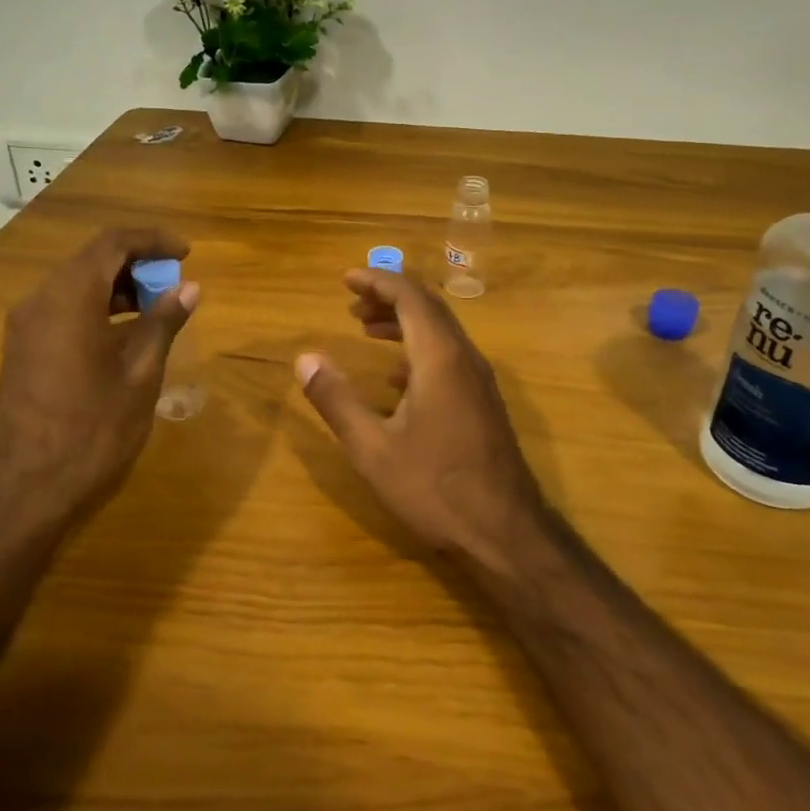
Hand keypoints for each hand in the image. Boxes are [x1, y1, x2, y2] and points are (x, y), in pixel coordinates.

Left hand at [0, 227, 196, 522]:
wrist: (27, 490)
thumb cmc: (93, 430)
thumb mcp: (141, 374)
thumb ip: (163, 323)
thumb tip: (189, 287)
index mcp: (70, 298)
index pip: (113, 244)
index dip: (152, 241)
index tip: (186, 254)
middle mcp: (40, 301)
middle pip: (92, 260)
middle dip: (137, 264)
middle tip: (174, 284)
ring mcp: (25, 327)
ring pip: (76, 285)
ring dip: (117, 287)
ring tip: (157, 309)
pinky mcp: (22, 350)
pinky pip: (63, 310)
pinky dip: (97, 308)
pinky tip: (125, 334)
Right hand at [296, 269, 546, 564]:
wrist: (505, 532)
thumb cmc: (434, 488)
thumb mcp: (372, 448)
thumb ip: (336, 400)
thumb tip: (304, 358)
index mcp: (439, 358)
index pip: (409, 296)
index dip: (377, 281)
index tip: (345, 278)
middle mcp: (465, 358)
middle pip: (428, 308)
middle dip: (388, 297)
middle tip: (351, 303)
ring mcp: (479, 380)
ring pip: (440, 332)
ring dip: (403, 323)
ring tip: (365, 330)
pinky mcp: (484, 402)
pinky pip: (449, 357)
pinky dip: (418, 350)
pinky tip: (395, 378)